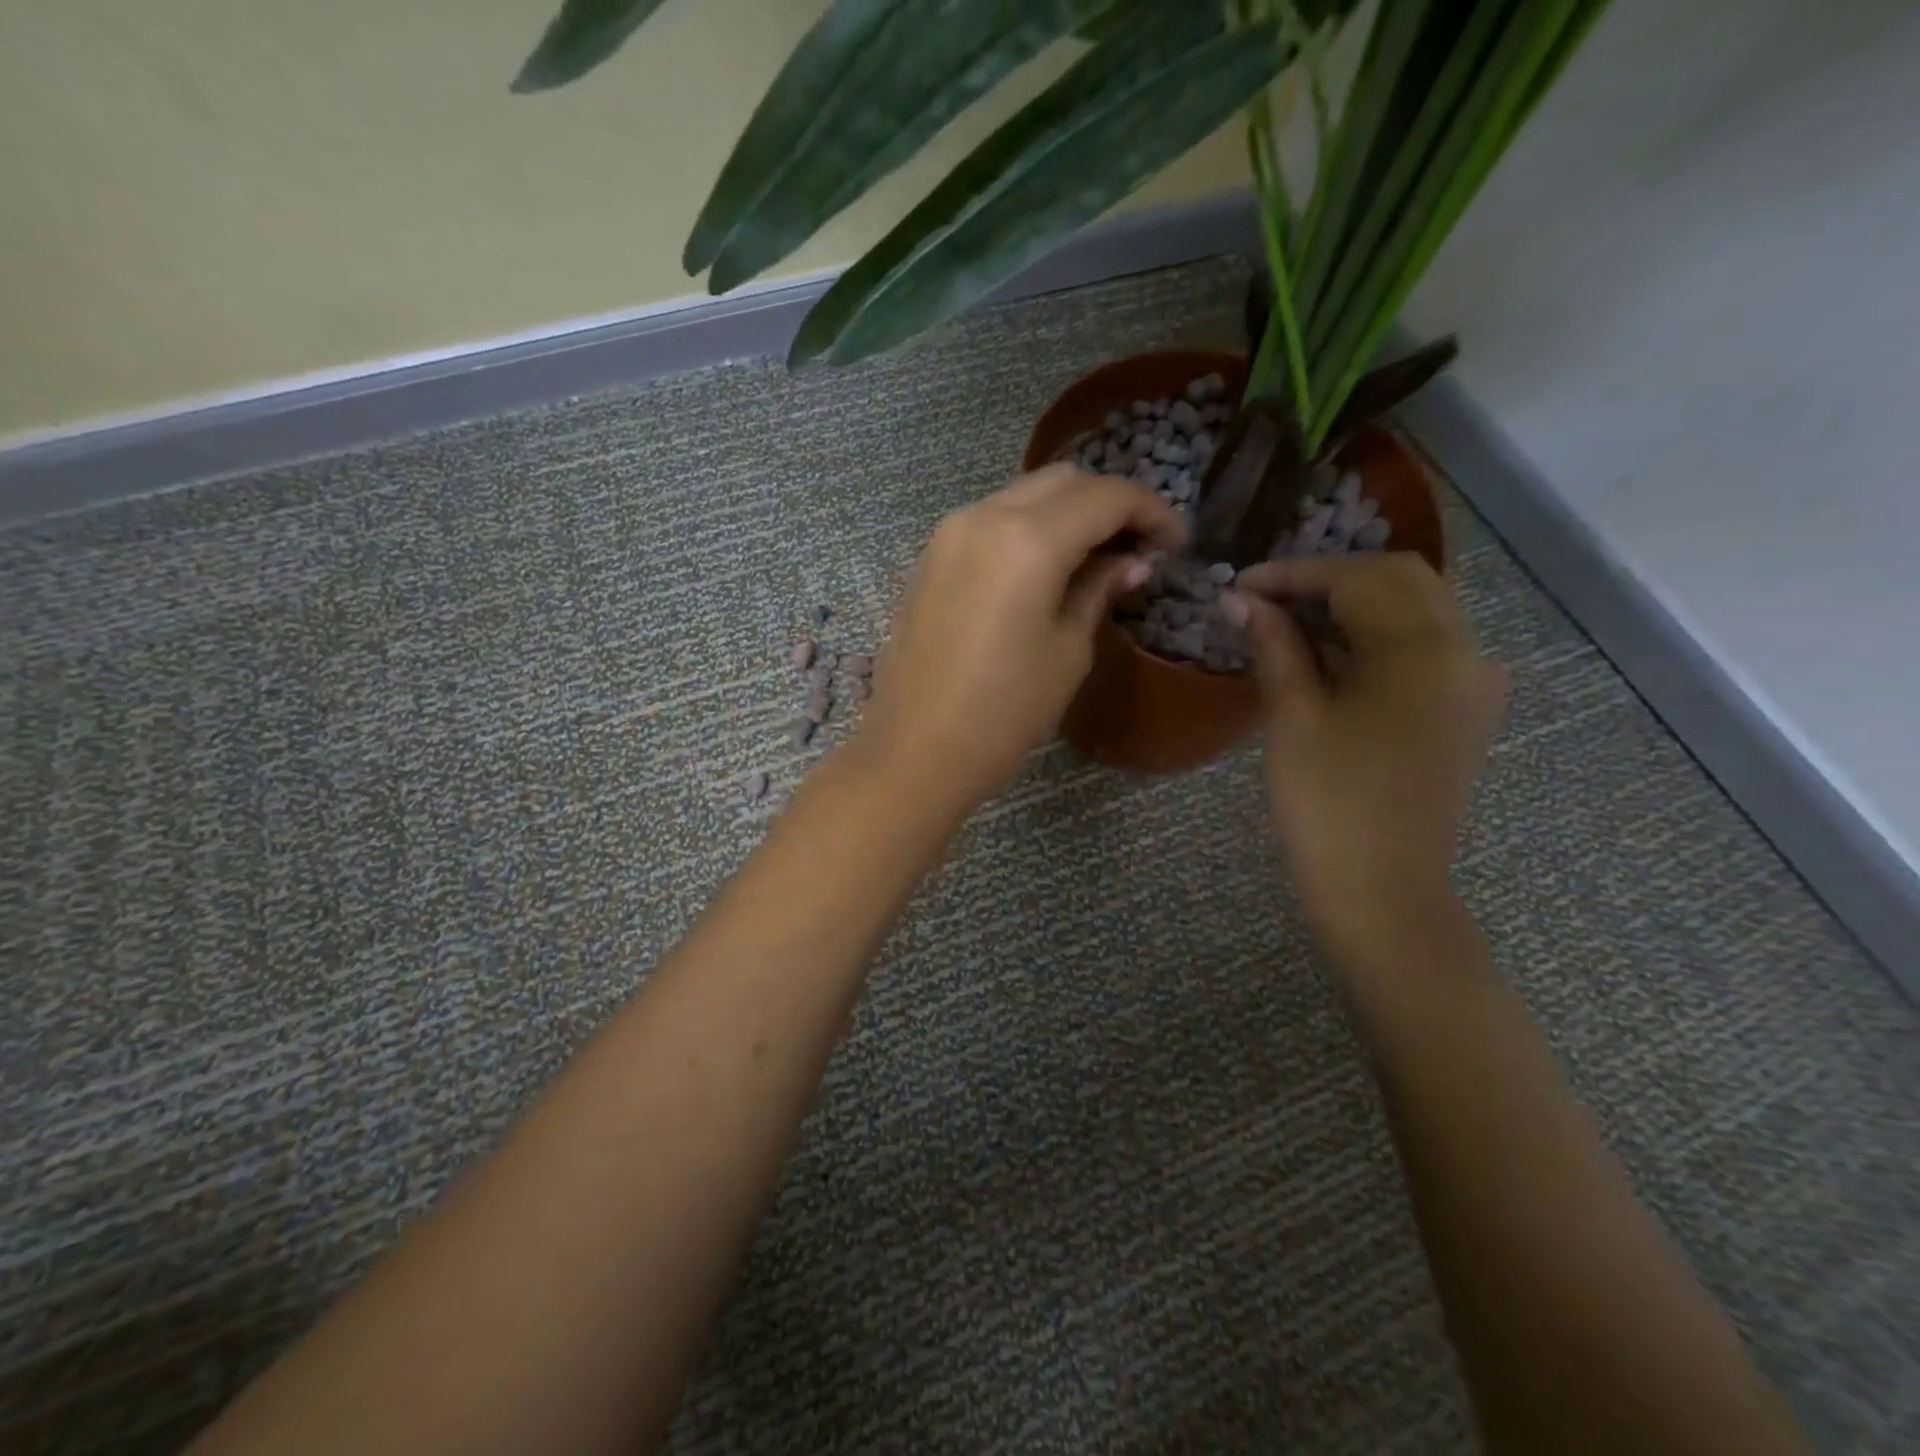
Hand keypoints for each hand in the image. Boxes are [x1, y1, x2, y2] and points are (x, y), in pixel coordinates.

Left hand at [854, 466, 1184, 818]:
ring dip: (1067, 512)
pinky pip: (991, 521)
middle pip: (1063, 481)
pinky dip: (1029, 528)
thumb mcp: (1067, 652)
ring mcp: (949, 533)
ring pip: (1023, 494)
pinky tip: (1047, 566)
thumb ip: (1098, 591)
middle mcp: (984, 516)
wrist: (913, 751)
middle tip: (1139, 546)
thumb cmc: (1002, 713)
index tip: (1175, 543)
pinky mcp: (930, 557)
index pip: (1106, 497)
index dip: (1151, 512)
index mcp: (1027, 540)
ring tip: (1097, 556)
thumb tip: (1131, 562)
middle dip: (1109, 503)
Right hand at [1223, 554, 1506, 965]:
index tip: (1239, 585)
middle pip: (1398, 580)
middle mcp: (1466, 652)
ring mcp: (1473, 683)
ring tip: (1287, 621)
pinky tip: (1328, 653)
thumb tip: (1240, 600)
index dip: (1294, 574)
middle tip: (1265, 599)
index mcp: (1425, 651)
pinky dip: (1375, 634)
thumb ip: (1274, 646)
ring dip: (1352, 603)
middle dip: (1328, 579)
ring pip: (1415, 609)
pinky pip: (1424, 646)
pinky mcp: (1464, 711)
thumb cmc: (1329, 806)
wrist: (1382, 893)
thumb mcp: (1294, 718)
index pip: (1358, 579)